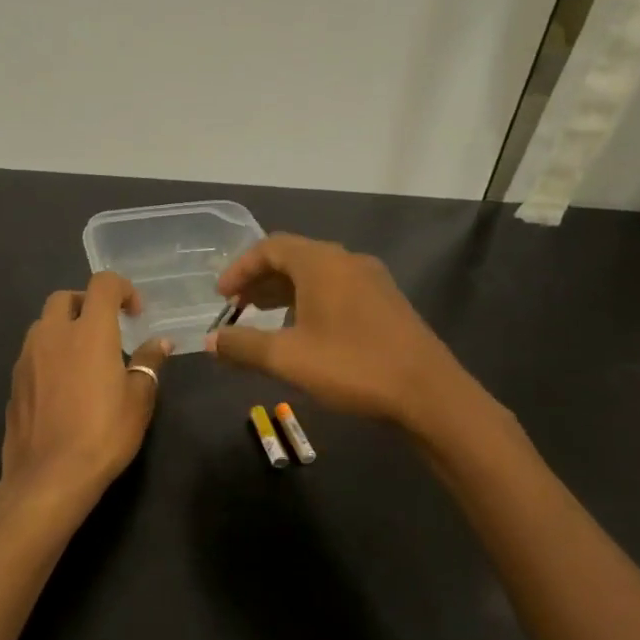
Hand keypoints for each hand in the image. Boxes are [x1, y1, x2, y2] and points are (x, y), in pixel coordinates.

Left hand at [0, 272, 170, 516]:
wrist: (49, 477)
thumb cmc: (103, 434)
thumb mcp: (139, 399)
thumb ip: (149, 363)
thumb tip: (160, 342)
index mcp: (89, 331)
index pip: (102, 284)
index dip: (122, 289)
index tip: (135, 314)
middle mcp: (53, 334)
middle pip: (64, 298)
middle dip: (86, 304)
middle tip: (106, 330)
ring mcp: (27, 358)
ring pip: (43, 325)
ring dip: (64, 329)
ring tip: (83, 359)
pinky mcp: (13, 382)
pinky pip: (32, 354)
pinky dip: (49, 356)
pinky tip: (63, 387)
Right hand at [205, 235, 466, 430]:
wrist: (428, 392)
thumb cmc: (352, 367)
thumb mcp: (288, 358)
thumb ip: (244, 346)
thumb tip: (211, 341)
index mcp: (322, 262)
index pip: (270, 247)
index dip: (240, 268)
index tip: (221, 297)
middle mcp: (347, 261)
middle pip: (294, 258)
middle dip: (260, 281)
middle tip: (237, 309)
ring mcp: (372, 280)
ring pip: (317, 275)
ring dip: (285, 293)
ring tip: (263, 320)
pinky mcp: (386, 302)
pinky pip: (337, 290)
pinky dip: (310, 302)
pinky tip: (304, 332)